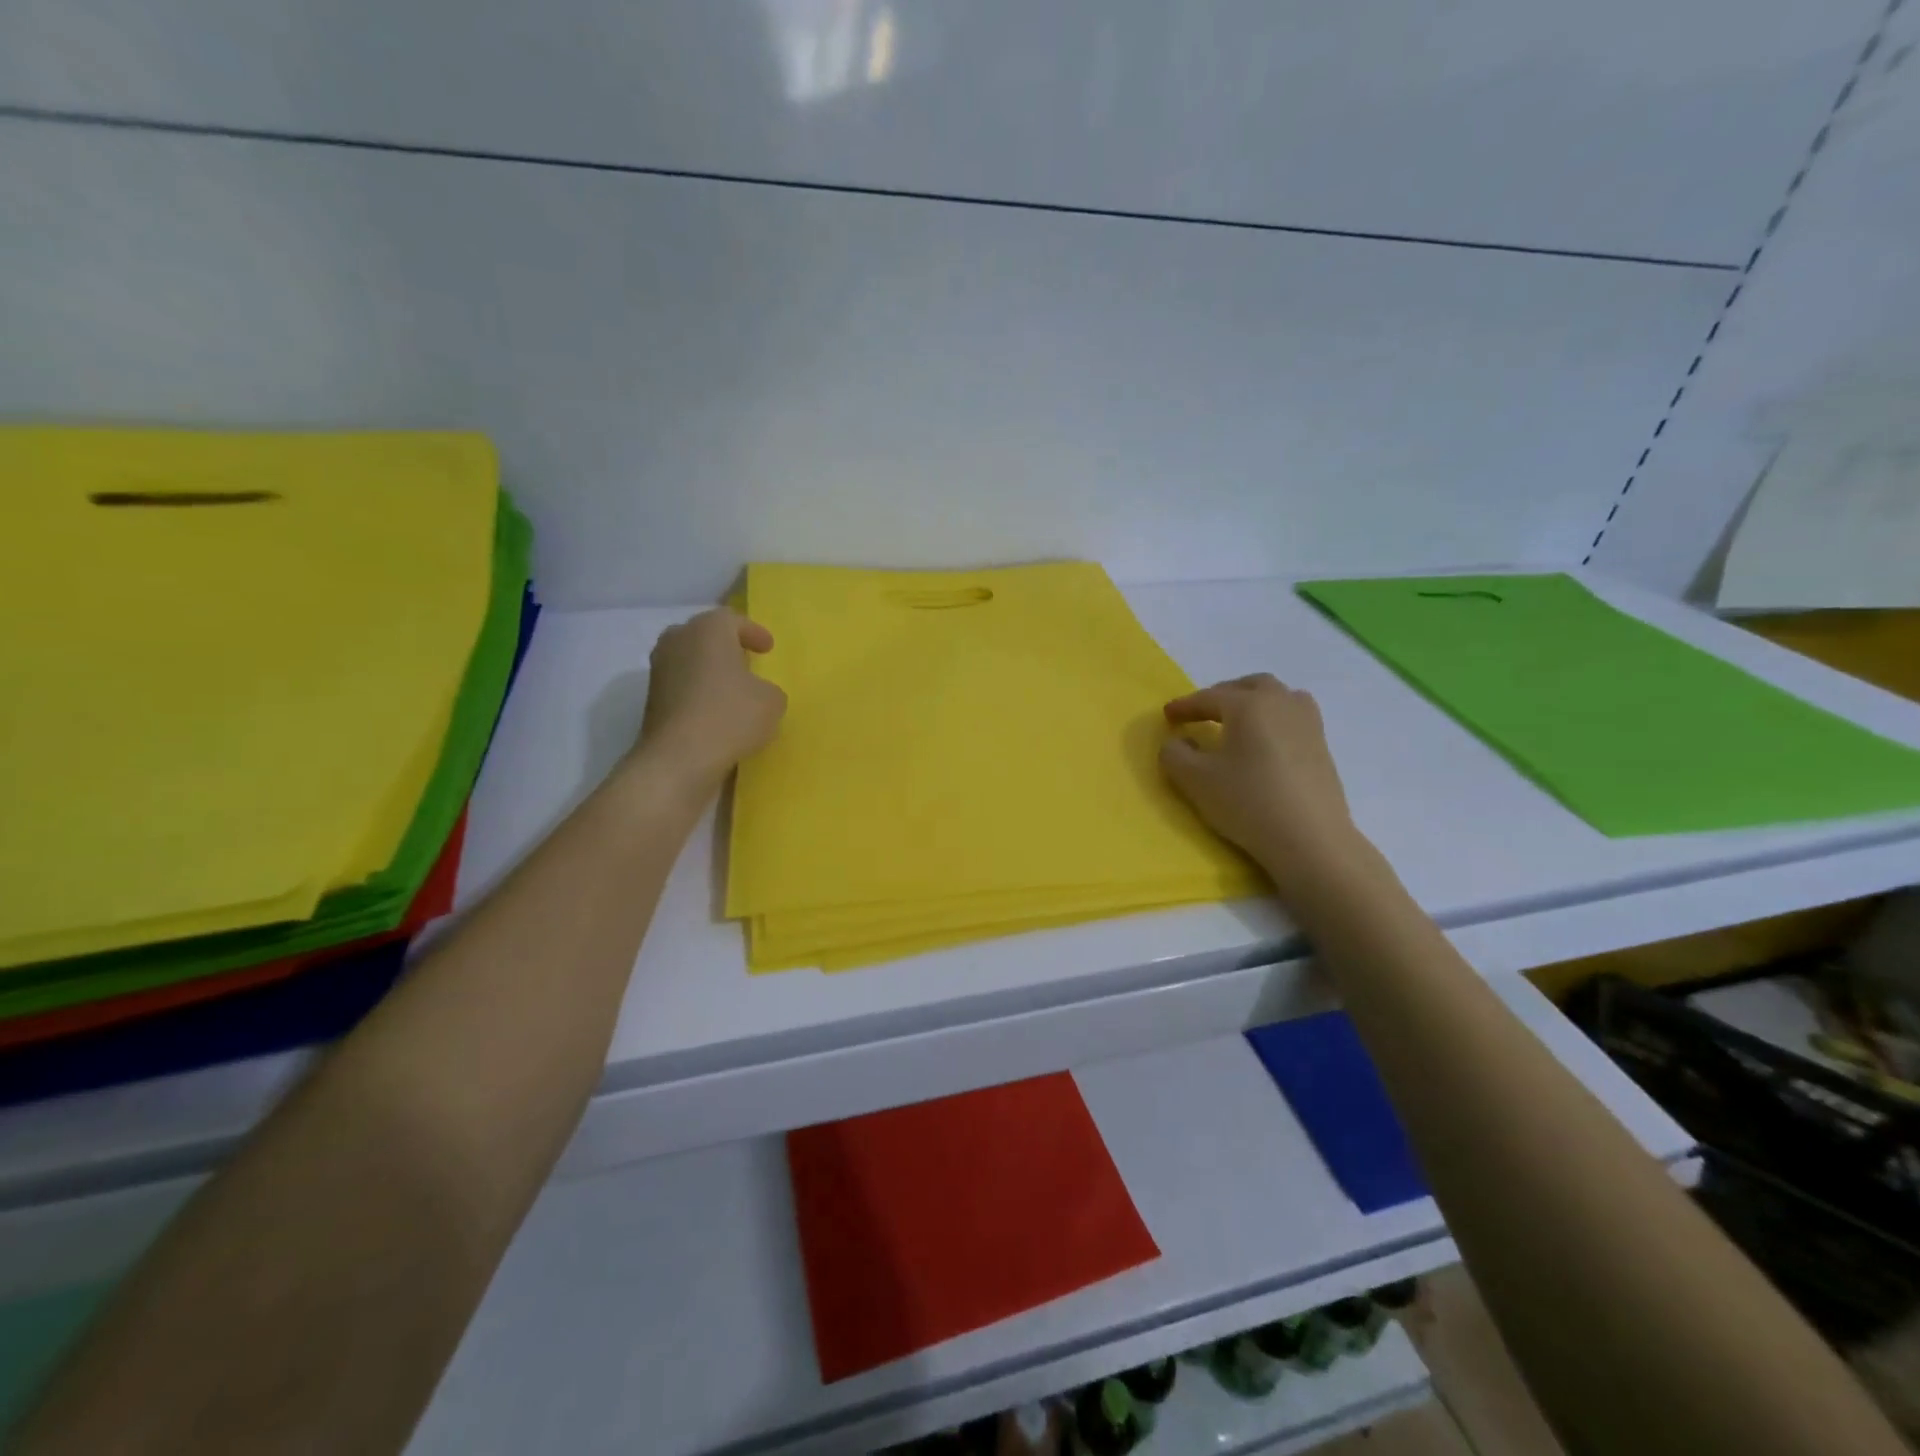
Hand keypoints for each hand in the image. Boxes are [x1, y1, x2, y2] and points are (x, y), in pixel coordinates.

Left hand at [638, 609, 786, 788]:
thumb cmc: (731, 716)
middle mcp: (678, 640)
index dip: (754, 633)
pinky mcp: (651, 699)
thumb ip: (769, 689)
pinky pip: (681, 685)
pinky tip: (716, 710)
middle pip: (705, 635)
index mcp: (708, 629)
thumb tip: (756, 693)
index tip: (768, 648)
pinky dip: (698, 692)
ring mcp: (659, 670)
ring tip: (732, 689)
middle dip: (726, 647)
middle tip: (746, 661)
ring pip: (690, 660)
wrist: (679, 758)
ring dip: (710, 670)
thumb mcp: (772, 701)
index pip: (733, 619)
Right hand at [1159, 674, 1364, 885]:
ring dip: (1255, 702)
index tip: (1167, 715)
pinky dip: (1274, 720)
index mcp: (1249, 705)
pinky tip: (1265, 744)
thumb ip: (1175, 754)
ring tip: (1238, 722)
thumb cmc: (1248, 802)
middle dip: (1224, 695)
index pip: (1209, 697)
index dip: (1185, 706)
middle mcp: (1282, 703)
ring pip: (1279, 697)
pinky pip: (1294, 718)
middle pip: (1251, 685)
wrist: (1310, 839)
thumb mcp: (1195, 780)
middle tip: (1204, 713)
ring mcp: (1308, 724)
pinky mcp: (1323, 747)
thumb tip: (1178, 741)